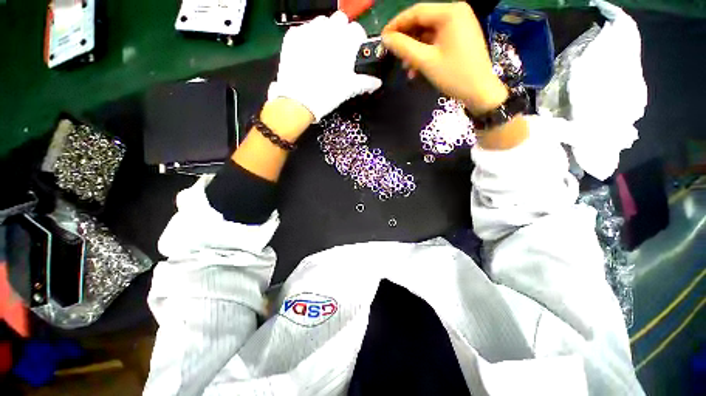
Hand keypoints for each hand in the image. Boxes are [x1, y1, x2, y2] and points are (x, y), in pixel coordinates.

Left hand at [268, 11, 381, 121]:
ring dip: (325, 31)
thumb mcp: (349, 89)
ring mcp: (309, 31)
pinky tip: (308, 52)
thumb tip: (377, 83)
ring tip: (323, 50)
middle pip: (340, 20)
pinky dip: (308, 37)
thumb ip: (366, 82)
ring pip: (321, 21)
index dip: (358, 39)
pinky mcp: (293, 36)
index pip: (357, 30)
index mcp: (345, 43)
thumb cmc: (328, 94)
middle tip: (339, 49)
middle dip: (342, 31)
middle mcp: (328, 31)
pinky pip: (304, 29)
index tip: (355, 49)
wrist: (299, 100)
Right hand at [382, 2, 507, 114]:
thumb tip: (385, 39)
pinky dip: (425, 53)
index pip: (416, 12)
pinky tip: (417, 68)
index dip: (397, 25)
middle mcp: (456, 13)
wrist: (479, 91)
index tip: (383, 38)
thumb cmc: (454, 75)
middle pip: (423, 22)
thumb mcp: (425, 61)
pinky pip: (437, 41)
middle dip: (407, 40)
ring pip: (429, 33)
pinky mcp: (460, 38)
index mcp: (450, 12)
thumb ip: (403, 47)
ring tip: (406, 68)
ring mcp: (460, 25)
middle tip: (393, 55)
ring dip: (415, 50)